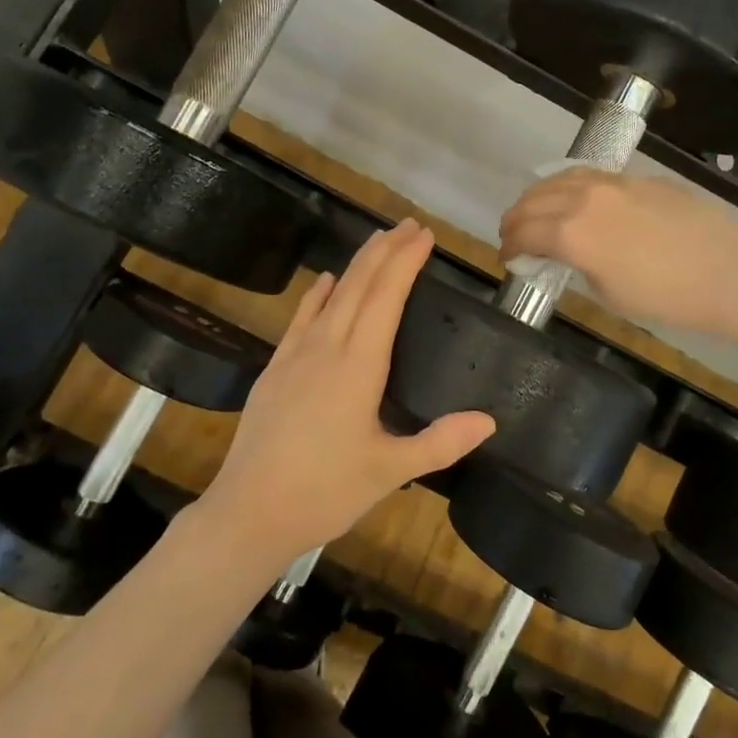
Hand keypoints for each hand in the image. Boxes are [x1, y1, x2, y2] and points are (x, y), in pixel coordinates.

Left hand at [201, 221, 494, 563]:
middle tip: (409, 225)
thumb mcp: (391, 471)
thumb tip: (489, 420)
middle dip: (385, 250)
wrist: (248, 512)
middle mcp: (327, 347)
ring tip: (378, 241)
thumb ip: (441, 442)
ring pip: (331, 295)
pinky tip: (325, 281)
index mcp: (358, 365)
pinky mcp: (275, 369)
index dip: (406, 262)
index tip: (424, 236)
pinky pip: (301, 318)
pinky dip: (318, 293)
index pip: (386, 297)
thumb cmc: (324, 492)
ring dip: (356, 264)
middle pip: (359, 285)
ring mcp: (295, 355)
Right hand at [499, 168, 737, 331]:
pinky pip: (589, 175)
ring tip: (534, 209)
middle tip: (511, 233)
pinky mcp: (636, 178)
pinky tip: (573, 195)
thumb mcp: (609, 292)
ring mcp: (612, 183)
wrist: (726, 270)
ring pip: (560, 178)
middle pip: (534, 200)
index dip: (508, 246)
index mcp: (571, 233)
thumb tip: (569, 255)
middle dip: (516, 218)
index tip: (505, 258)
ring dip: (538, 195)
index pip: (524, 233)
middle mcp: (583, 199)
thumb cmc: (665, 296)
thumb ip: (578, 266)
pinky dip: (569, 184)